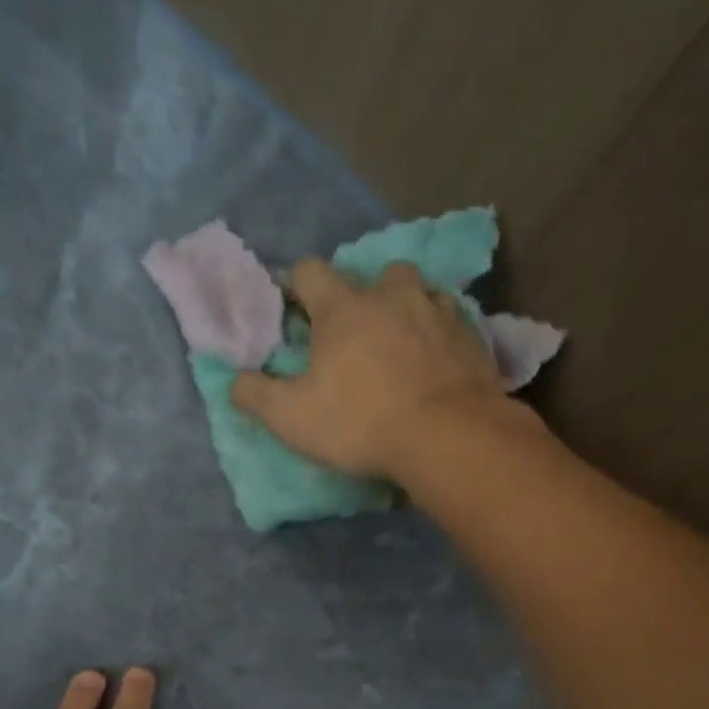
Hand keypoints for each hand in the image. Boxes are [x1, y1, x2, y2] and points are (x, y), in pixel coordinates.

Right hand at [230, 258, 509, 478]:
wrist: (448, 437)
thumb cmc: (362, 423)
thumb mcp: (292, 419)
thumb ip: (256, 396)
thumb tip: (236, 382)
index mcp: (343, 307)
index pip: (310, 272)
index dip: (298, 286)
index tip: (296, 310)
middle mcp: (392, 296)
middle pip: (375, 275)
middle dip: (364, 296)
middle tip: (359, 334)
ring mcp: (438, 312)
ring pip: (420, 292)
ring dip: (408, 309)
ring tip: (404, 342)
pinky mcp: (472, 338)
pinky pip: (453, 322)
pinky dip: (442, 335)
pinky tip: (440, 362)